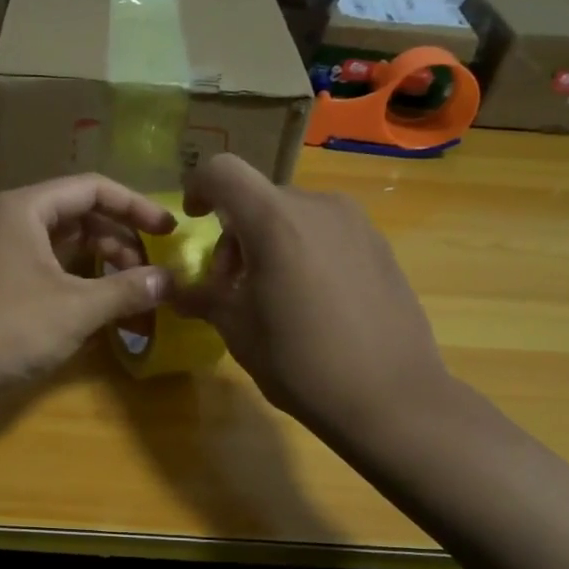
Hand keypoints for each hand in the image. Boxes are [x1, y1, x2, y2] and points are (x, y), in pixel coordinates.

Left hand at [0, 174, 175, 399]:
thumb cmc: (9, 329)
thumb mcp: (76, 308)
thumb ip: (127, 289)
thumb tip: (171, 280)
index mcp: (28, 209)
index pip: (93, 189)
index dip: (136, 206)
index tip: (169, 231)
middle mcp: (16, 222)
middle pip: (82, 216)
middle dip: (122, 241)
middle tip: (154, 272)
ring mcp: (8, 254)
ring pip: (69, 247)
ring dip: (106, 265)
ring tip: (137, 292)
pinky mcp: (6, 284)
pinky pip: (55, 271)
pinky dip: (84, 284)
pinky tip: (107, 307)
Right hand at [173, 154, 449, 435]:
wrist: (391, 397)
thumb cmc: (301, 363)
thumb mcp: (238, 331)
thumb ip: (204, 298)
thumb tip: (177, 290)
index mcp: (275, 221)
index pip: (223, 171)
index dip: (199, 187)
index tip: (193, 220)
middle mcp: (318, 206)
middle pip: (259, 198)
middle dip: (235, 234)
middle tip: (231, 286)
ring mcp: (356, 223)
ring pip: (294, 215)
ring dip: (269, 243)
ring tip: (272, 295)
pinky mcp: (379, 245)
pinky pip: (326, 233)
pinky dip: (304, 251)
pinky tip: (312, 302)